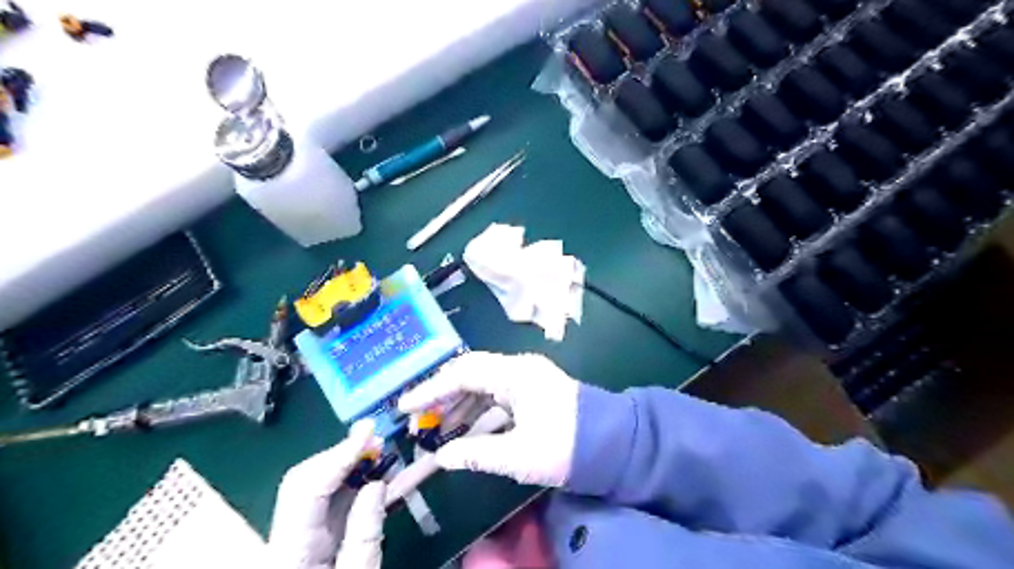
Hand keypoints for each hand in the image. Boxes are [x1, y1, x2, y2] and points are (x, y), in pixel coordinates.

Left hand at [270, 419, 389, 568]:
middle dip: (340, 454)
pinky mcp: (297, 547)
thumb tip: (374, 485)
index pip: (308, 487)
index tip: (369, 432)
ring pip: (310, 490)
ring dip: (345, 467)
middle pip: (302, 481)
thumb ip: (365, 537)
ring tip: (376, 453)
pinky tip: (368, 479)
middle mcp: (280, 542)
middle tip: (375, 439)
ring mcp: (286, 543)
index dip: (338, 453)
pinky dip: (346, 487)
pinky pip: (320, 507)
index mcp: (289, 555)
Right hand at [400, 354, 582, 486]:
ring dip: (459, 403)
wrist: (614, 443)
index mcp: (514, 374)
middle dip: (442, 395)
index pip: (462, 373)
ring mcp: (527, 376)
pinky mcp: (533, 389)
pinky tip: (465, 427)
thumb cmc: (566, 446)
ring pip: (482, 382)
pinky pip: (496, 393)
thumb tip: (443, 456)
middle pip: (470, 373)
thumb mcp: (519, 455)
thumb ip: (476, 453)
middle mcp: (518, 367)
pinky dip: (478, 408)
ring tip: (438, 429)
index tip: (404, 406)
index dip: (430, 390)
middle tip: (418, 419)